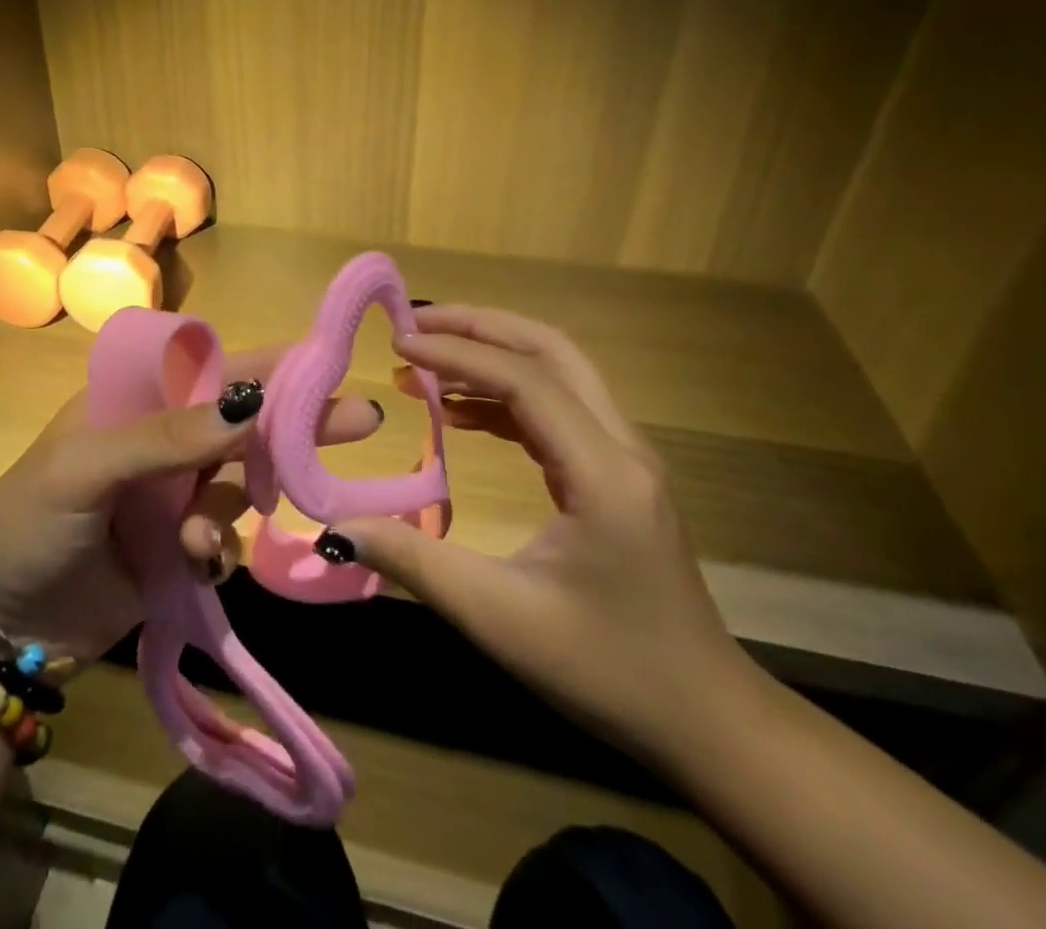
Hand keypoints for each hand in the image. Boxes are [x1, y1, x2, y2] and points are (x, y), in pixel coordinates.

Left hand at [0, 345, 380, 665]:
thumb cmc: (28, 524)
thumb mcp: (86, 468)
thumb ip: (166, 436)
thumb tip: (248, 400)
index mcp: (132, 401)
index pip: (210, 368)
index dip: (267, 364)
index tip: (327, 361)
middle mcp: (159, 440)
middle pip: (239, 422)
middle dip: (292, 424)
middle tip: (361, 420)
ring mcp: (170, 496)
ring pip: (237, 483)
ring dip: (232, 506)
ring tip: (198, 540)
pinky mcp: (178, 548)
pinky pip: (224, 535)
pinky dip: (218, 547)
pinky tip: (195, 563)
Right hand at [324, 305, 756, 760]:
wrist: (707, 721)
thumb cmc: (607, 671)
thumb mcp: (500, 618)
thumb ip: (415, 563)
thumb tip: (338, 526)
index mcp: (603, 473)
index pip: (524, 381)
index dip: (456, 354)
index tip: (397, 345)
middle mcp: (622, 448)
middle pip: (551, 351)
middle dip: (480, 327)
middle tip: (415, 325)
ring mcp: (625, 459)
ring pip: (558, 374)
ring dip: (493, 356)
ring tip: (427, 363)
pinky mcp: (617, 476)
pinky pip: (558, 411)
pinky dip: (506, 396)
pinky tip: (460, 414)